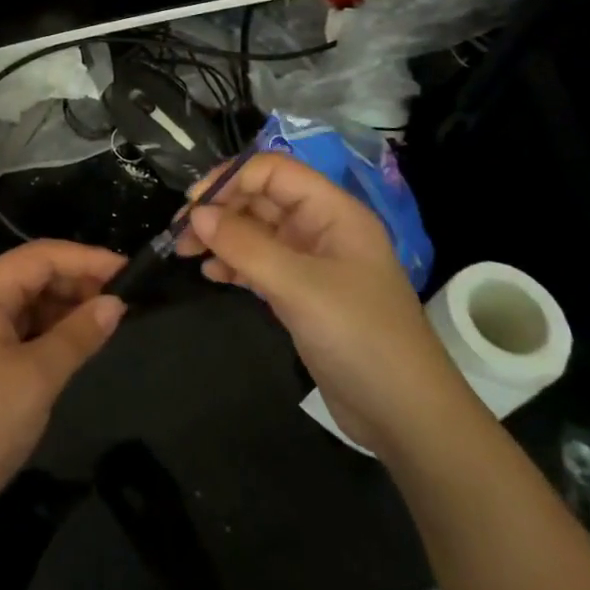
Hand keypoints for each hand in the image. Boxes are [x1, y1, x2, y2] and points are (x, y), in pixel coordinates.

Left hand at [0, 240, 126, 539]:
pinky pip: (21, 333)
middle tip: (123, 300)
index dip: (85, 257)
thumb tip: (116, 304)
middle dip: (77, 282)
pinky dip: (50, 334)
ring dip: (66, 309)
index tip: (128, 269)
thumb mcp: (37, 377)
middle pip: (32, 276)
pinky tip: (77, 344)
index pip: (39, 255)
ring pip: (28, 305)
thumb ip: (78, 335)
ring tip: (107, 321)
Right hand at [174, 152, 462, 454]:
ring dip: (221, 237)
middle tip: (181, 234)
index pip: (274, 171)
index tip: (195, 204)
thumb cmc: (360, 337)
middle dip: (220, 209)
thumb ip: (246, 246)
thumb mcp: (300, 287)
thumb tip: (197, 213)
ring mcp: (312, 262)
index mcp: (333, 211)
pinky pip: (260, 263)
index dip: (232, 178)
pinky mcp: (303, 294)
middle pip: (261, 198)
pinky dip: (233, 264)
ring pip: (257, 231)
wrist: (408, 417)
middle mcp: (322, 228)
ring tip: (185, 253)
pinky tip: (211, 275)